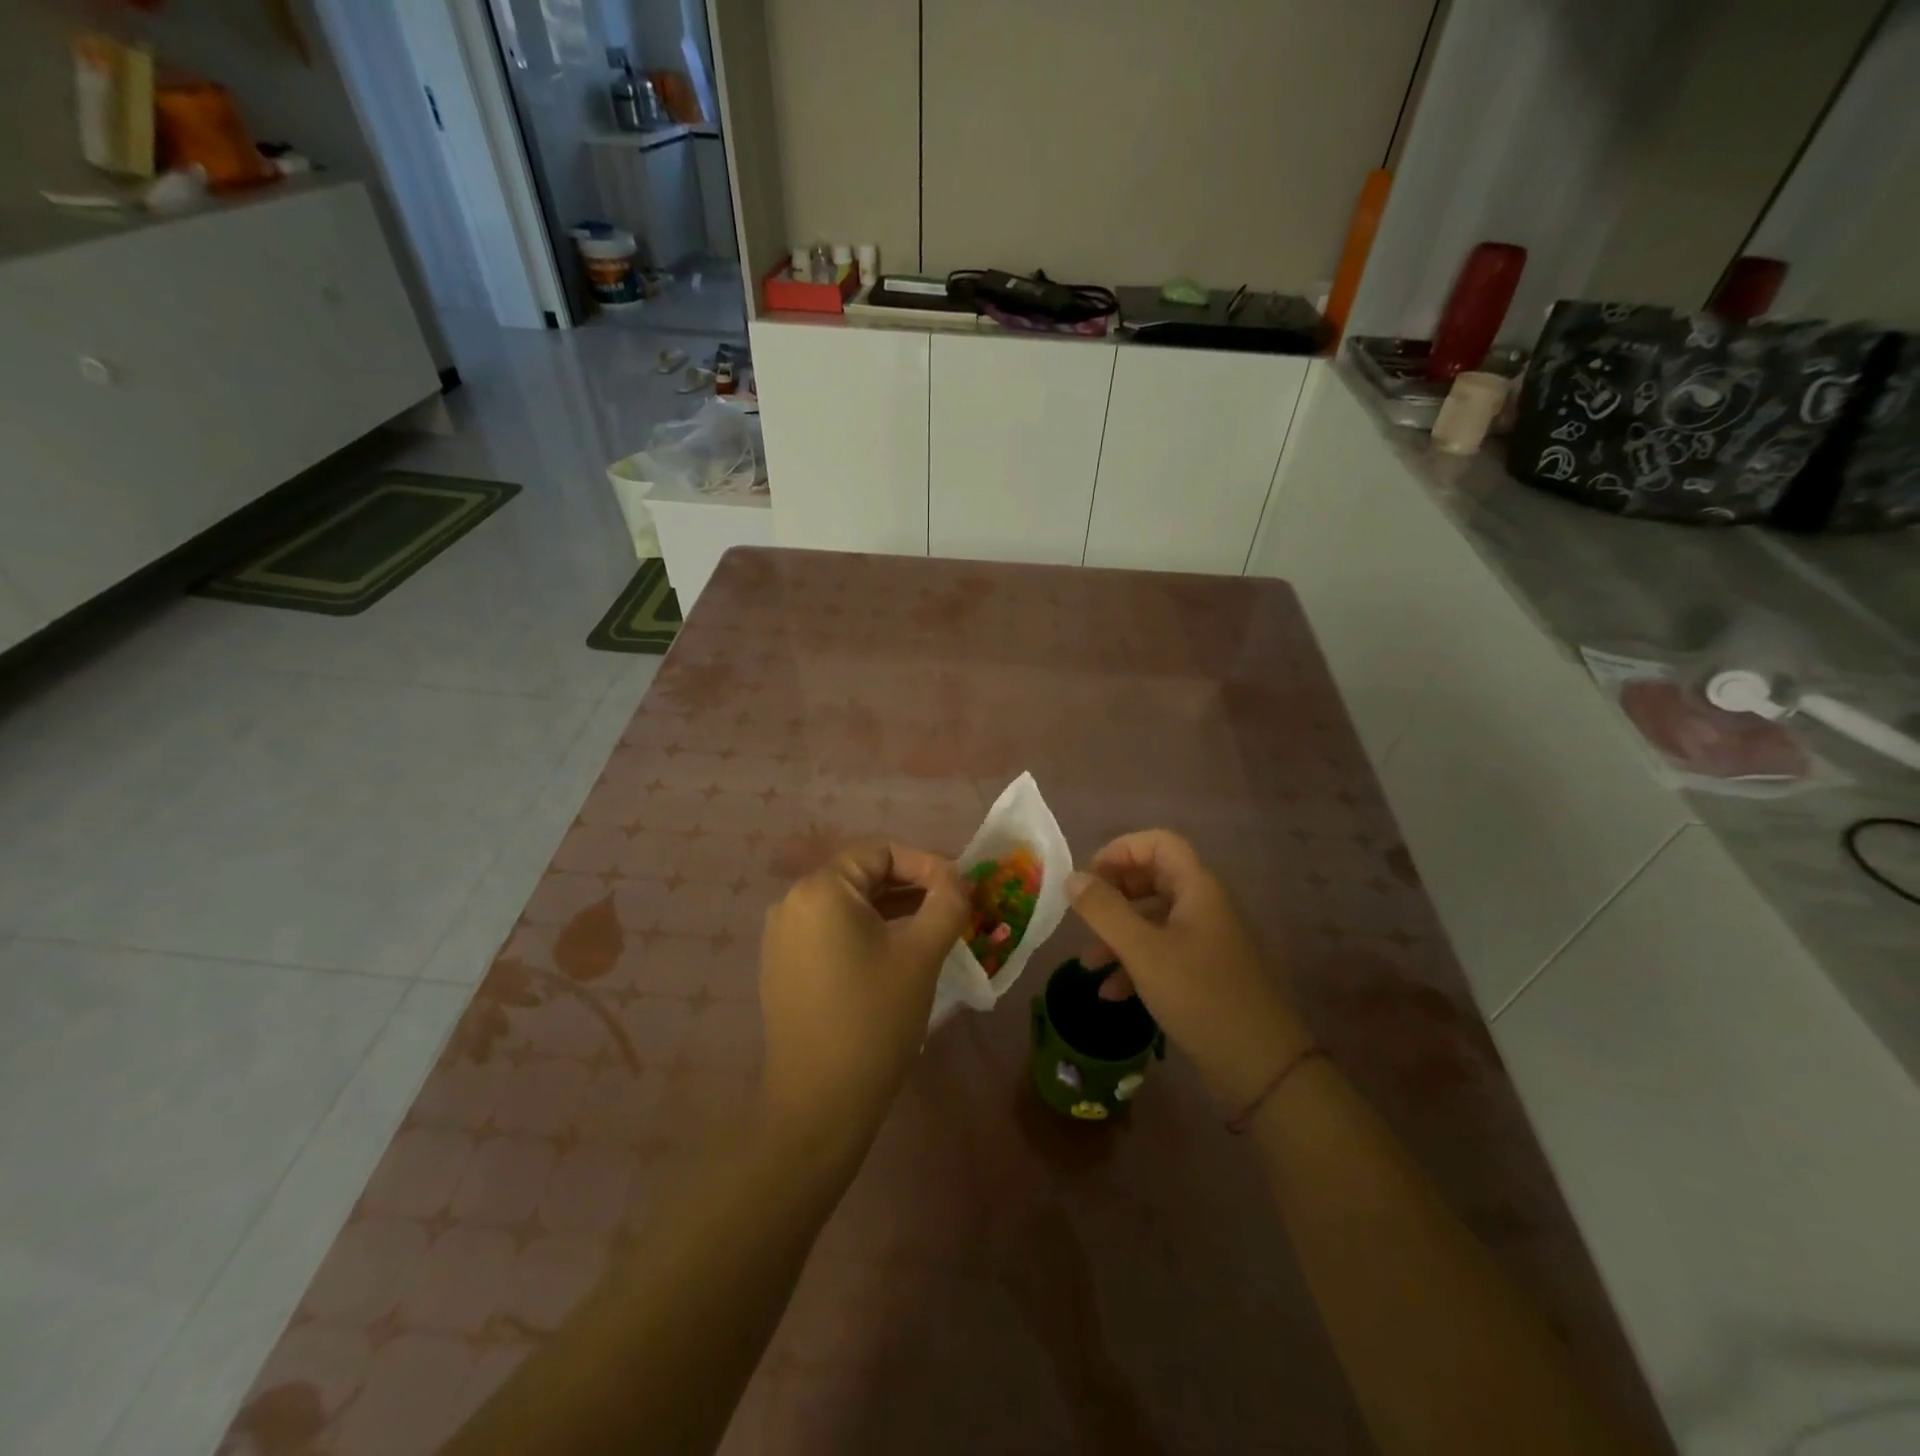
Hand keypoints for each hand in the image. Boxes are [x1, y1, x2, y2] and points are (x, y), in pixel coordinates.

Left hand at [758, 841, 968, 1155]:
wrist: (818, 1103)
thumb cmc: (874, 1019)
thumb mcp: (921, 954)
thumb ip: (947, 902)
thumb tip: (958, 878)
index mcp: (821, 889)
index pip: (881, 851)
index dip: (926, 864)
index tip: (960, 891)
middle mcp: (792, 901)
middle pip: (862, 874)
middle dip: (911, 886)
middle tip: (952, 909)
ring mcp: (781, 935)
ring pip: (847, 904)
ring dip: (891, 909)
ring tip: (931, 930)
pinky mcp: (782, 965)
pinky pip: (830, 930)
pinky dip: (865, 931)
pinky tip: (893, 955)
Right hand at [1068, 830, 1312, 1112]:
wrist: (1262, 1068)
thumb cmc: (1200, 997)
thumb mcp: (1143, 951)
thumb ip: (1104, 911)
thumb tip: (1072, 878)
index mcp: (1198, 888)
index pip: (1159, 843)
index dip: (1121, 850)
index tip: (1088, 877)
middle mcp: (1204, 906)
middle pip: (1153, 878)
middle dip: (1114, 894)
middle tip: (1082, 915)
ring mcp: (1207, 941)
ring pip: (1154, 920)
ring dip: (1118, 934)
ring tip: (1087, 963)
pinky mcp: (1205, 974)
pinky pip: (1163, 953)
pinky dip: (1134, 964)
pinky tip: (1111, 993)